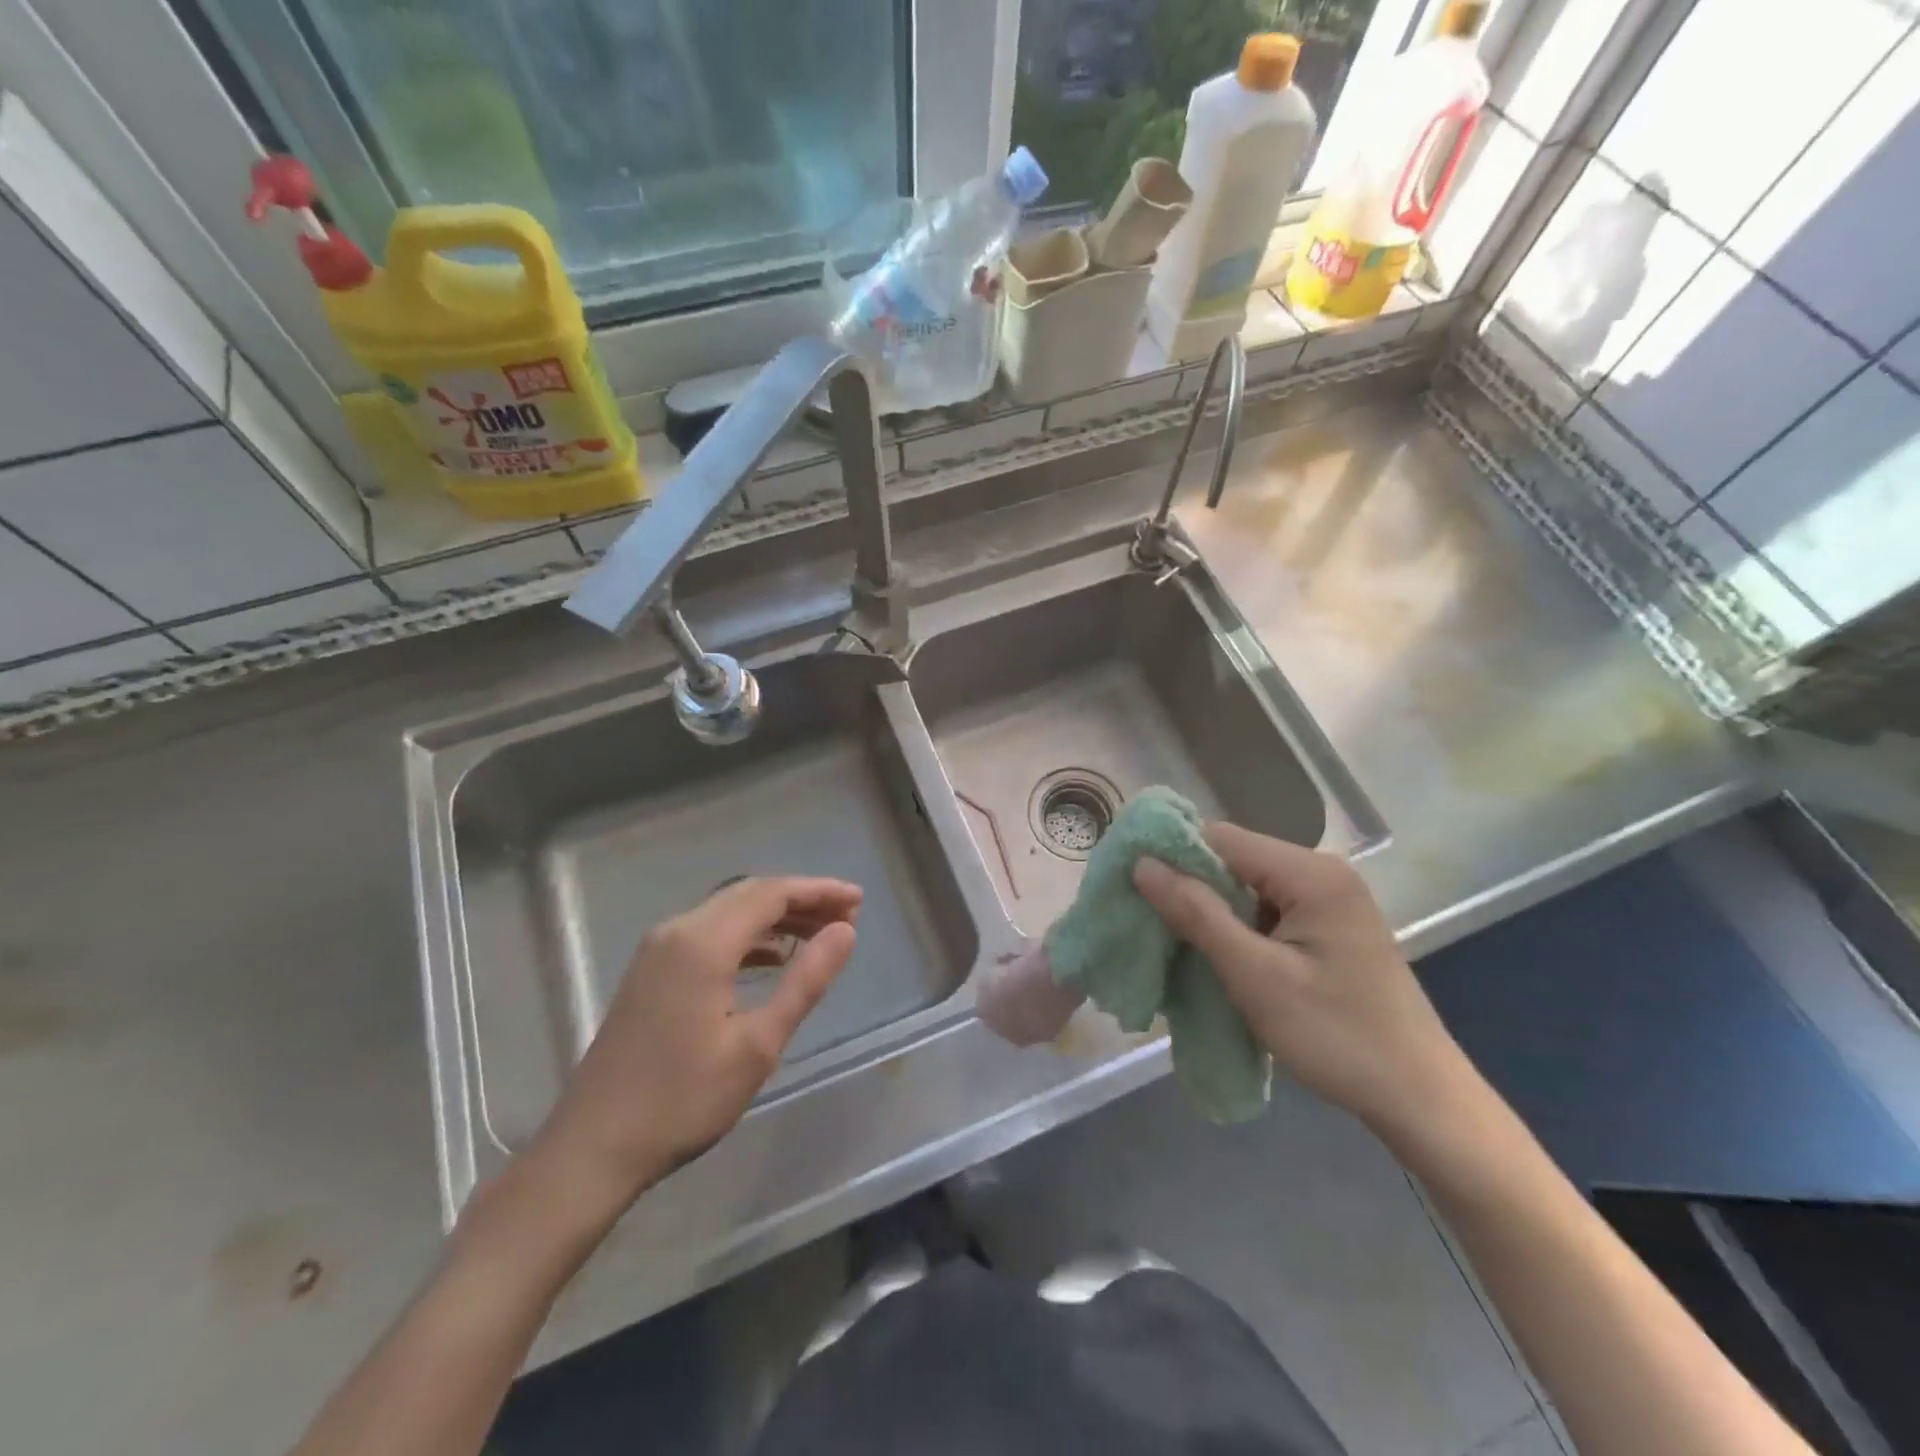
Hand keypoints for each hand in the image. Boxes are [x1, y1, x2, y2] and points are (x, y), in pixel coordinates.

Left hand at [533, 876, 861, 1213]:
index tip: (858, 899)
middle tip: (847, 916)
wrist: (592, 1148)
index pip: (771, 893)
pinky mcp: (651, 972)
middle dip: (801, 899)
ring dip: (775, 917)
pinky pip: (710, 933)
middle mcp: (677, 931)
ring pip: (729, 913)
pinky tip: (774, 958)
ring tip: (820, 934)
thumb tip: (845, 932)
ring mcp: (658, 950)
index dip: (818, 891)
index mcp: (702, 942)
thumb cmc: (682, 1100)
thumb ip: (805, 981)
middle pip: (749, 894)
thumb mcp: (758, 1045)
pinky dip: (748, 936)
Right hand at [1132, 823, 1467, 1134]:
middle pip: (1233, 859)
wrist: (1420, 1099)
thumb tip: (1142, 864)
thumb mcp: (1256, 976)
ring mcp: (1328, 900)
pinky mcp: (1328, 927)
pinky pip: (1265, 911)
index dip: (1171, 855)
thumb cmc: (1337, 1036)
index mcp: (1310, 873)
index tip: (1130, 884)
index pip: (1220, 837)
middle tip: (1145, 919)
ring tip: (1172, 941)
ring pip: (1245, 887)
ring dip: (1209, 911)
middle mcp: (1322, 873)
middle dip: (1188, 886)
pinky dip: (1235, 928)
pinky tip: (1215, 956)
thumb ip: (1197, 914)